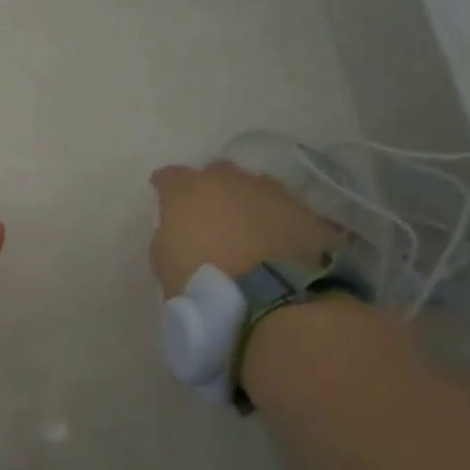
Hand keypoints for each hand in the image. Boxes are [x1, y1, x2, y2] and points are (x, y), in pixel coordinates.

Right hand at [149, 161, 336, 294]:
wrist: (276, 297)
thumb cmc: (204, 281)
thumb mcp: (165, 262)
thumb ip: (169, 235)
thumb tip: (180, 229)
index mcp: (187, 191)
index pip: (168, 176)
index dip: (165, 187)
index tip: (164, 199)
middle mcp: (228, 180)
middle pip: (215, 172)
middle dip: (210, 188)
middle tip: (208, 213)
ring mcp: (270, 191)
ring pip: (253, 186)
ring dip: (246, 200)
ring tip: (245, 226)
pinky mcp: (305, 210)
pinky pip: (283, 208)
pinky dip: (275, 219)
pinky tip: (274, 239)